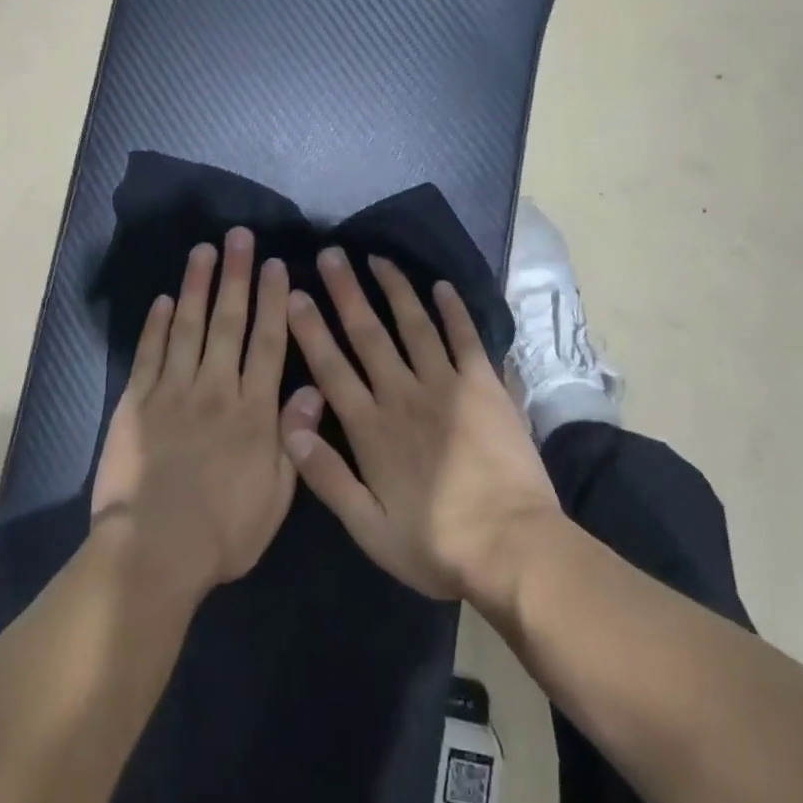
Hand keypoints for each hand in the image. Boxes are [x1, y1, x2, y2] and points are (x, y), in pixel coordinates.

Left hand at [92, 228, 296, 600]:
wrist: (153, 552)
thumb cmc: (224, 532)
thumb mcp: (276, 497)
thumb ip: (294, 438)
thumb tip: (313, 389)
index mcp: (253, 411)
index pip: (267, 343)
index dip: (273, 301)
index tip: (277, 266)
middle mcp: (214, 389)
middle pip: (228, 323)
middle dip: (236, 276)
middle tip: (239, 238)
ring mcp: (172, 392)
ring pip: (187, 327)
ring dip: (196, 286)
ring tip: (203, 251)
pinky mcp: (137, 403)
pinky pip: (149, 354)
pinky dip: (156, 325)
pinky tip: (163, 300)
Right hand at [280, 249, 563, 608]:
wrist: (514, 549)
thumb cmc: (436, 544)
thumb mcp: (369, 528)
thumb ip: (326, 477)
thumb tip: (289, 426)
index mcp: (371, 428)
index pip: (331, 367)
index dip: (311, 329)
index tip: (295, 294)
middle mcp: (403, 394)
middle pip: (368, 334)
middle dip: (347, 291)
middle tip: (331, 253)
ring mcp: (446, 385)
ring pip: (413, 325)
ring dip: (394, 289)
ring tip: (378, 258)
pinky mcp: (484, 386)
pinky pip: (465, 338)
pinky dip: (454, 311)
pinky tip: (442, 286)